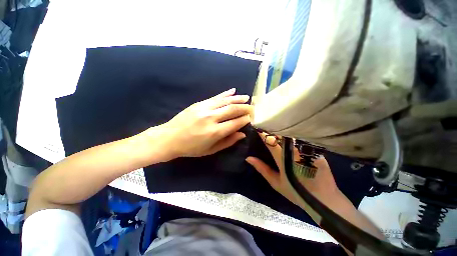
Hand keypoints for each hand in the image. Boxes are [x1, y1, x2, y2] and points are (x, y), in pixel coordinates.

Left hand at [156, 88, 251, 158]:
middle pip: (233, 109)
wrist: (169, 138)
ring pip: (225, 100)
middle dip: (245, 107)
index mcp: (215, 132)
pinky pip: (215, 97)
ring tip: (246, 98)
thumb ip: (228, 142)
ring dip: (238, 98)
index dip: (246, 119)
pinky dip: (225, 94)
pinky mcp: (199, 103)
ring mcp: (204, 108)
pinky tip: (233, 91)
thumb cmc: (191, 148)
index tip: (251, 118)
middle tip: (252, 107)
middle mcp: (211, 118)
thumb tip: (242, 134)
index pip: (236, 122)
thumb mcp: (210, 150)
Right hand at [246, 133, 341, 208]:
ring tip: (276, 128)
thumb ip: (262, 169)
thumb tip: (248, 158)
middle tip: (265, 126)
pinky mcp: (314, 149)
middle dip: (272, 130)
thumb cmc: (296, 192)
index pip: (270, 141)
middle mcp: (294, 150)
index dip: (263, 133)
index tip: (257, 127)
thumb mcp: (276, 182)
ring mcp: (305, 148)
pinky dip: (293, 136)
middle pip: (281, 135)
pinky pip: (300, 139)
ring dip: (282, 131)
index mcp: (283, 158)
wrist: (324, 198)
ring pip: (291, 135)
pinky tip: (290, 135)